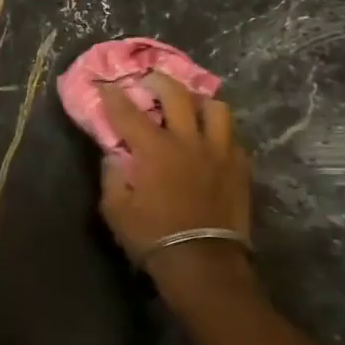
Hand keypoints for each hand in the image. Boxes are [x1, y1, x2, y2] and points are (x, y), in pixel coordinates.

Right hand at [98, 73, 251, 270]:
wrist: (203, 263)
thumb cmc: (152, 236)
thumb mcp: (115, 209)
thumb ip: (111, 175)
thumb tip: (114, 154)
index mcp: (154, 150)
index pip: (127, 112)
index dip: (113, 95)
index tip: (105, 83)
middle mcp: (188, 141)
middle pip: (177, 94)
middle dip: (158, 81)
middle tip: (149, 81)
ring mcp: (219, 152)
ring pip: (216, 108)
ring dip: (199, 101)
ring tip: (190, 106)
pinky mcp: (239, 167)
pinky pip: (232, 136)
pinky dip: (218, 131)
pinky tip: (210, 140)